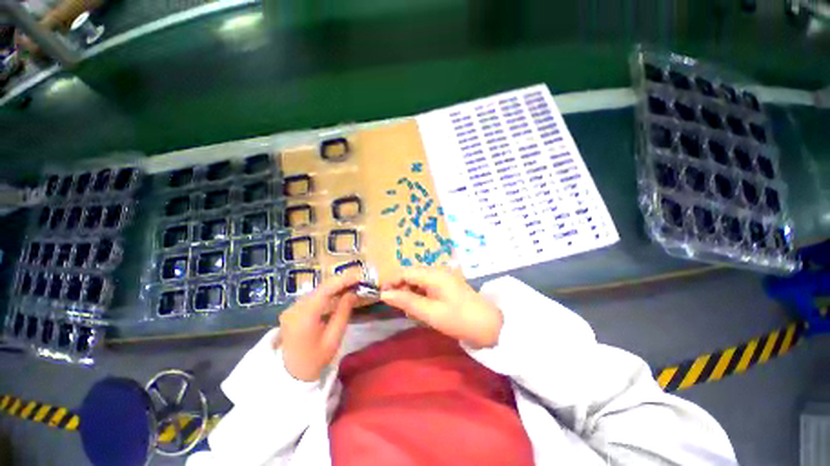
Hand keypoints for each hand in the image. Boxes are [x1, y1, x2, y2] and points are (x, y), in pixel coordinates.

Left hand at [276, 271, 361, 381]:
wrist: (291, 375)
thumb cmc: (316, 359)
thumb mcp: (334, 338)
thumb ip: (343, 312)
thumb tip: (352, 293)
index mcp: (304, 317)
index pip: (325, 290)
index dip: (342, 281)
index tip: (358, 277)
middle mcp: (294, 309)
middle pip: (320, 289)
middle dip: (340, 282)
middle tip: (357, 281)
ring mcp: (290, 309)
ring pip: (316, 291)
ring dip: (333, 287)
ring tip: (350, 286)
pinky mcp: (291, 311)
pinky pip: (311, 297)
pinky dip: (325, 294)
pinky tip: (336, 294)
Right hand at [380, 267, 502, 348]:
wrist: (488, 325)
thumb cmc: (458, 319)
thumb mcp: (430, 313)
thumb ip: (406, 302)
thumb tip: (384, 295)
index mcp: (433, 274)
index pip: (405, 272)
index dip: (391, 282)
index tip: (382, 297)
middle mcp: (437, 270)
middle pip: (411, 274)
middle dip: (401, 288)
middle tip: (398, 307)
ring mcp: (443, 276)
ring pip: (418, 280)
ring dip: (411, 292)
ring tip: (410, 310)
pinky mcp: (447, 283)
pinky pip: (427, 284)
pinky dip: (420, 294)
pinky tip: (422, 307)